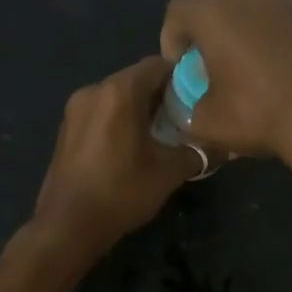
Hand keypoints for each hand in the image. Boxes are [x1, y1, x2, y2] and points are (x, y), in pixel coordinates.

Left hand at [29, 57, 201, 259]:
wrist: (68, 226)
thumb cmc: (121, 192)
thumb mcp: (169, 172)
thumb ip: (199, 152)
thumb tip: (225, 146)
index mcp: (119, 92)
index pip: (157, 65)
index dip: (182, 77)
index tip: (200, 96)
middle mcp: (94, 90)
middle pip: (136, 79)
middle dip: (162, 95)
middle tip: (186, 117)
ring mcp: (75, 109)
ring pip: (117, 96)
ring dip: (140, 108)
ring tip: (163, 134)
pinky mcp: (66, 129)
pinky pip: (101, 112)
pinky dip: (120, 119)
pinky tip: (133, 146)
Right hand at [160, 0, 291, 164]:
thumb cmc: (259, 114)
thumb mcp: (208, 122)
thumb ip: (188, 110)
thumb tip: (190, 109)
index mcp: (214, 14)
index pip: (178, 10)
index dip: (171, 37)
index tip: (180, 67)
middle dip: (205, 11)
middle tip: (208, 48)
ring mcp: (285, 3)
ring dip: (239, 17)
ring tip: (241, 56)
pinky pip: (278, 14)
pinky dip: (268, 29)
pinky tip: (273, 64)